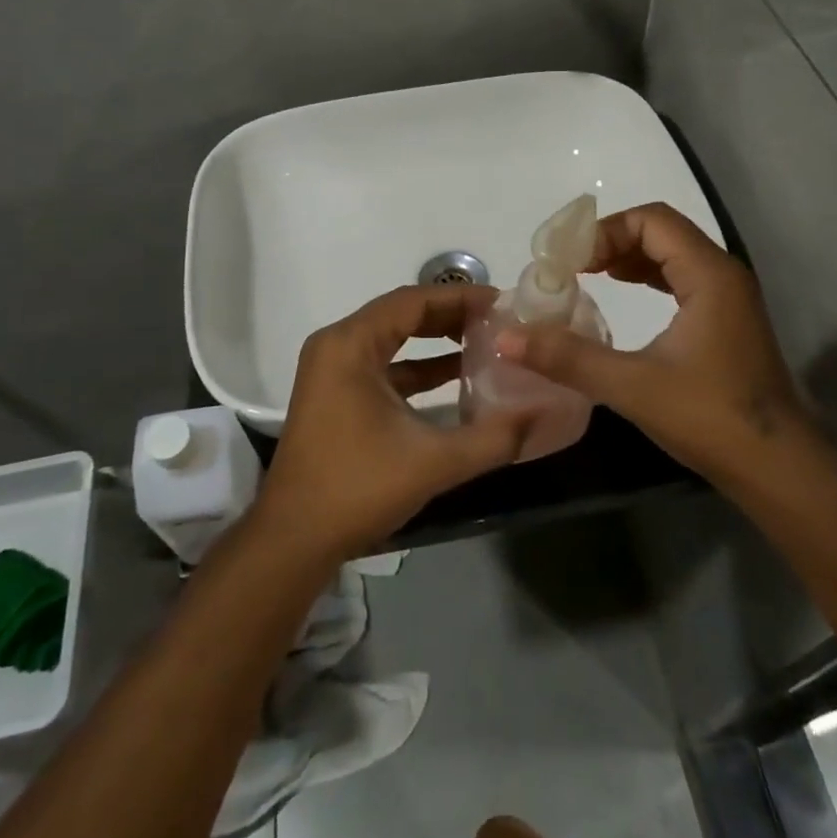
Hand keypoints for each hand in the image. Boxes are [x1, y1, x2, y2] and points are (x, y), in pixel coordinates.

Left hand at [254, 284, 539, 562]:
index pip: (411, 300)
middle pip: (401, 313)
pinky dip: (418, 366)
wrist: (294, 539)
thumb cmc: (357, 488)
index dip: (459, 298)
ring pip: (392, 338)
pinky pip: (383, 364)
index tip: (501, 303)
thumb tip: (543, 413)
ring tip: (484, 341)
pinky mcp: (336, 394)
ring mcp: (332, 370)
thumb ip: (493, 437)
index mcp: (350, 345)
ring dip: (435, 338)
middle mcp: (337, 346)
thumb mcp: (433, 461)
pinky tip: (456, 375)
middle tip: (497, 321)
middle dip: (450, 315)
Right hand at [496, 202, 802, 482]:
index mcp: (708, 275)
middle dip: (612, 242)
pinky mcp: (725, 322)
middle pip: (661, 232)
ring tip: (587, 275)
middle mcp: (722, 275)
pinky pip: (680, 280)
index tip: (567, 260)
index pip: (651, 221)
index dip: (605, 231)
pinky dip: (647, 278)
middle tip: (569, 267)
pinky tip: (621, 296)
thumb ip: (568, 357)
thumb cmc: (710, 418)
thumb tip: (505, 338)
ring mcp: (728, 299)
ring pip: (672, 256)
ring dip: (629, 258)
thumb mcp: (632, 385)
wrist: (778, 471)